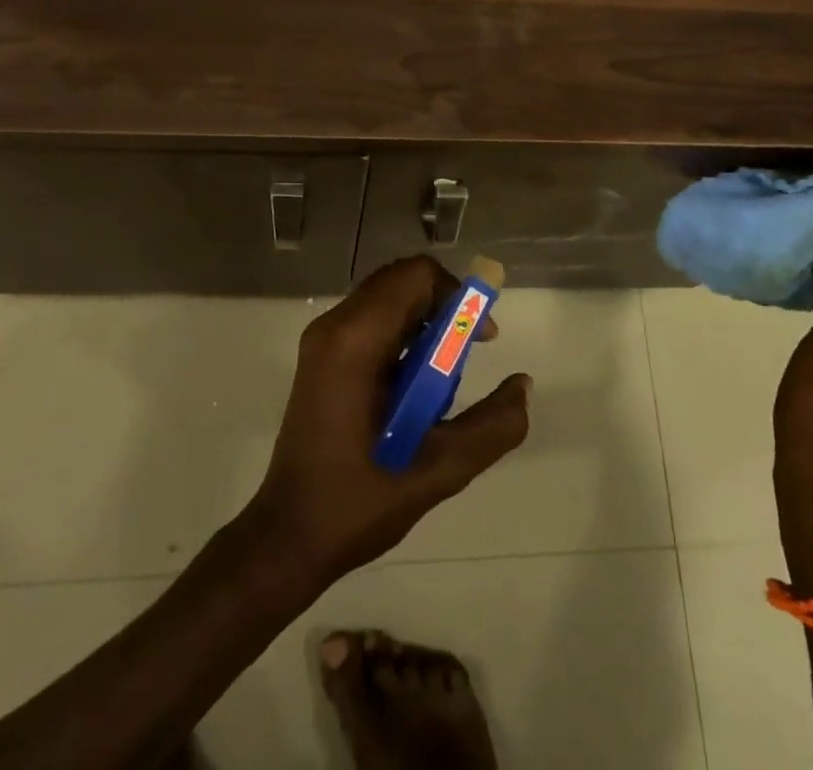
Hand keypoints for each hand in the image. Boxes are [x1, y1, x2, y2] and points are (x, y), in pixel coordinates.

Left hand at [246, 256, 531, 586]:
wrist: (289, 536)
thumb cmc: (361, 501)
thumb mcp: (440, 469)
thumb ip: (492, 426)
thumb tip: (523, 384)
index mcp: (356, 340)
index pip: (415, 276)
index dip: (457, 294)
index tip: (480, 339)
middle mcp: (334, 326)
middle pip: (401, 281)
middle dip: (443, 308)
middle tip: (466, 355)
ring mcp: (322, 339)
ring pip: (386, 299)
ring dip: (424, 324)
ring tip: (441, 380)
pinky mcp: (321, 356)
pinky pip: (371, 320)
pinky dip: (402, 336)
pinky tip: (413, 389)